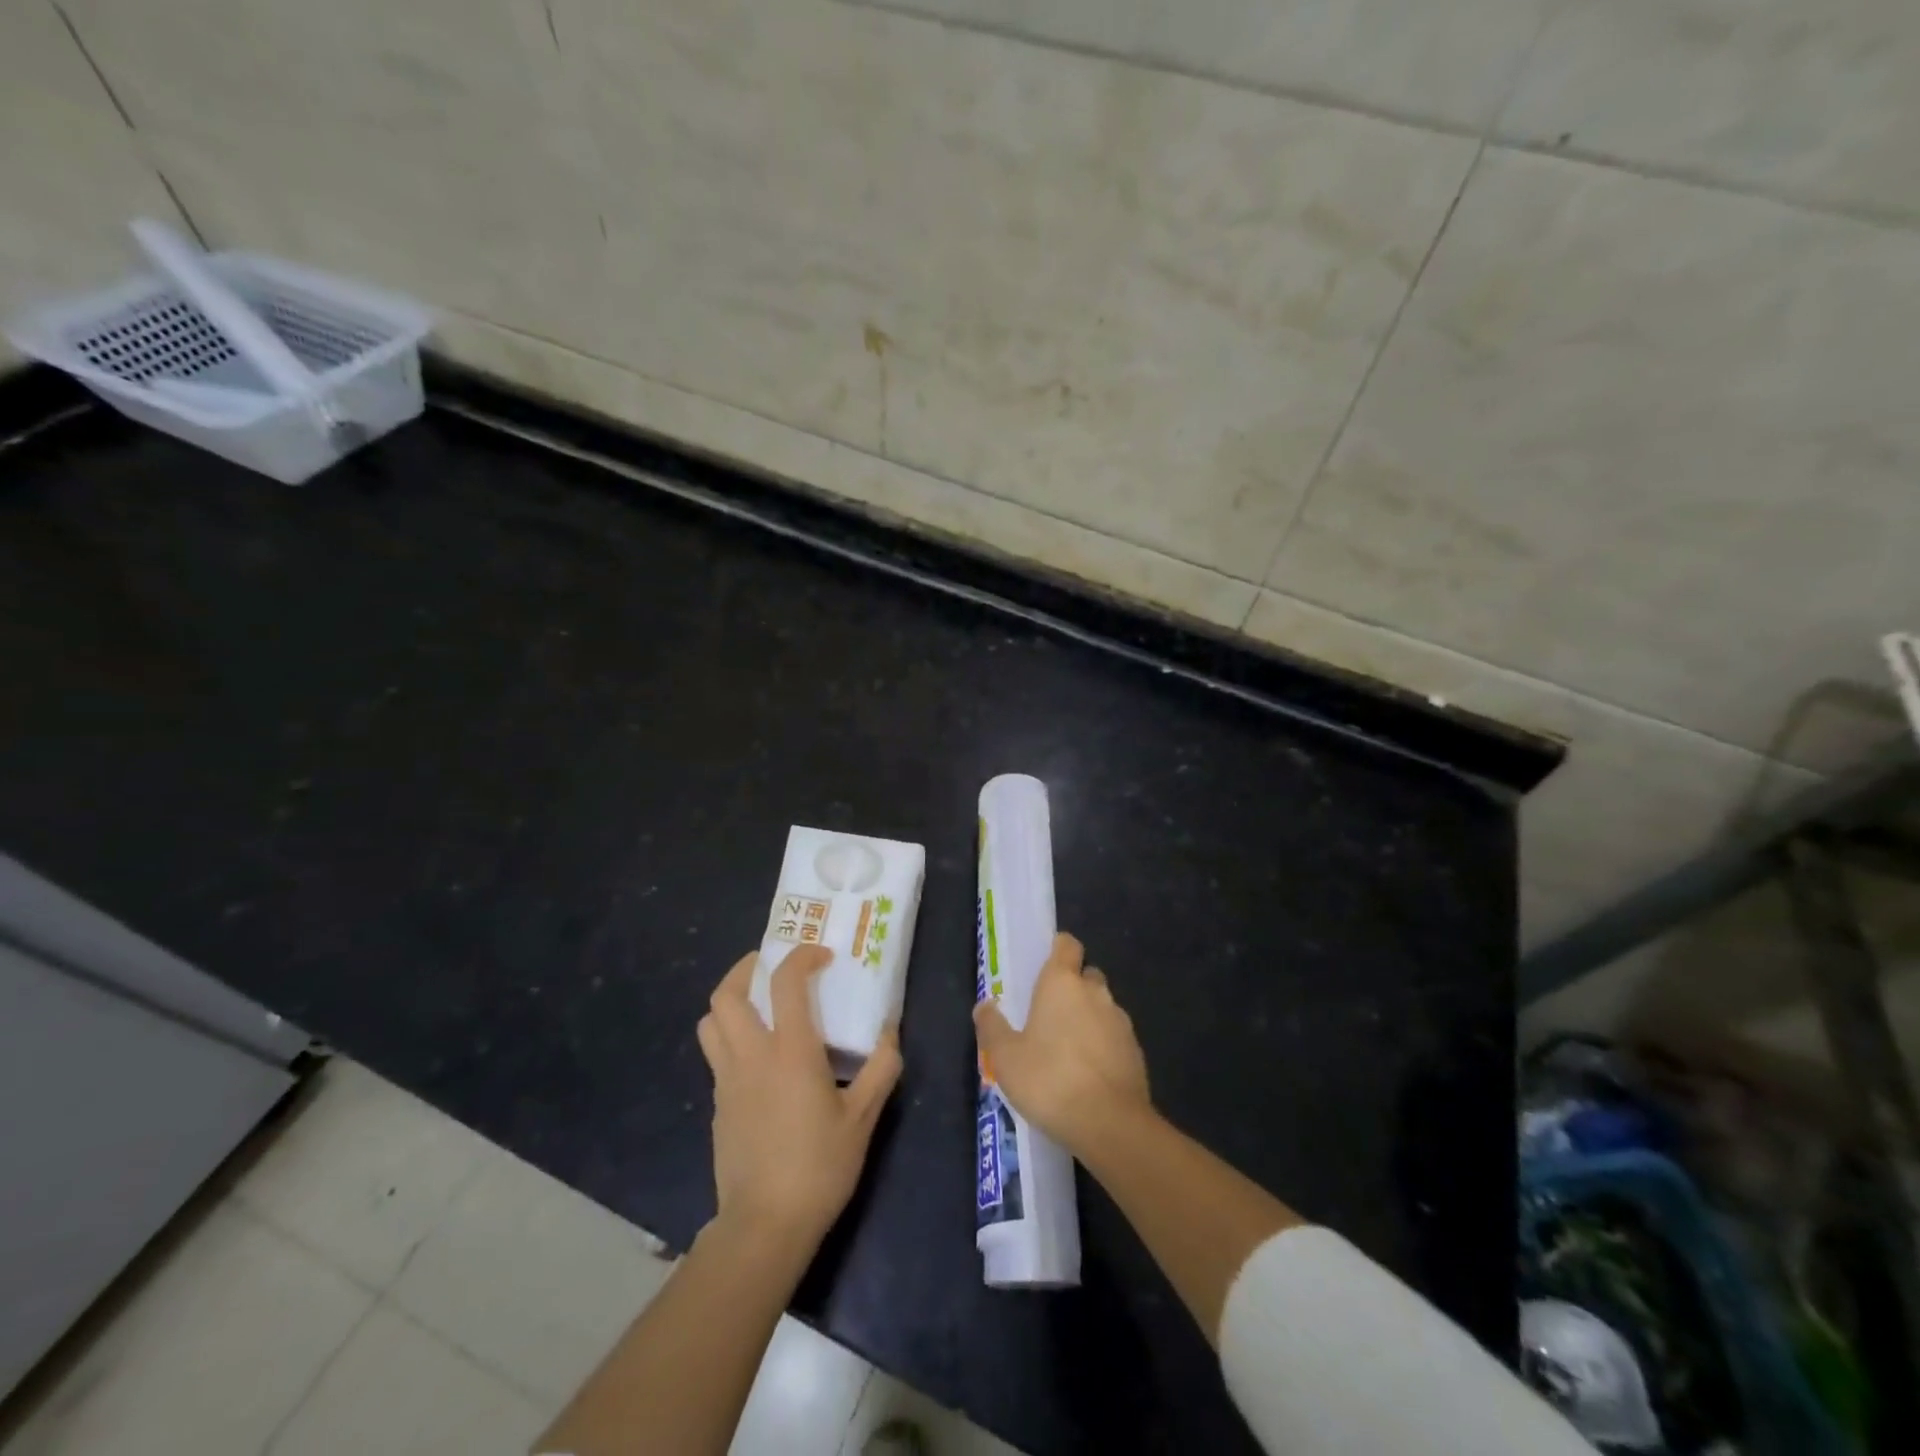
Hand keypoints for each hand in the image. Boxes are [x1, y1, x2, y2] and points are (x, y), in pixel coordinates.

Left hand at [696, 945, 902, 1247]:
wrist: (764, 1225)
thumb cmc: (819, 1167)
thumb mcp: (863, 1118)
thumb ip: (881, 1068)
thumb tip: (890, 1033)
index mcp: (790, 1051)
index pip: (786, 982)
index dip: (802, 957)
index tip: (822, 957)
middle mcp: (751, 1055)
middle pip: (727, 994)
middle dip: (746, 969)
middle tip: (771, 967)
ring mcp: (728, 1081)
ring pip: (710, 1022)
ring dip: (729, 1002)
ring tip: (757, 1004)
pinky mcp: (718, 1106)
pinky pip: (716, 1056)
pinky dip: (731, 1039)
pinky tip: (758, 1060)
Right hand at [973, 932, 1152, 1161]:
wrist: (1110, 1124)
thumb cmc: (1049, 1080)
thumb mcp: (1005, 1057)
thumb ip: (992, 1027)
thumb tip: (984, 1005)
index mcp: (1062, 983)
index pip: (1067, 944)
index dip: (1058, 949)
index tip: (1045, 964)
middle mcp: (1095, 992)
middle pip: (1086, 974)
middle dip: (1072, 987)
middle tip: (1050, 1013)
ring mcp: (1120, 1020)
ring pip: (1102, 1006)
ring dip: (1088, 1017)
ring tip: (1068, 1048)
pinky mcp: (1136, 1050)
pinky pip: (1115, 1035)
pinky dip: (1104, 1044)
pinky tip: (1088, 1072)